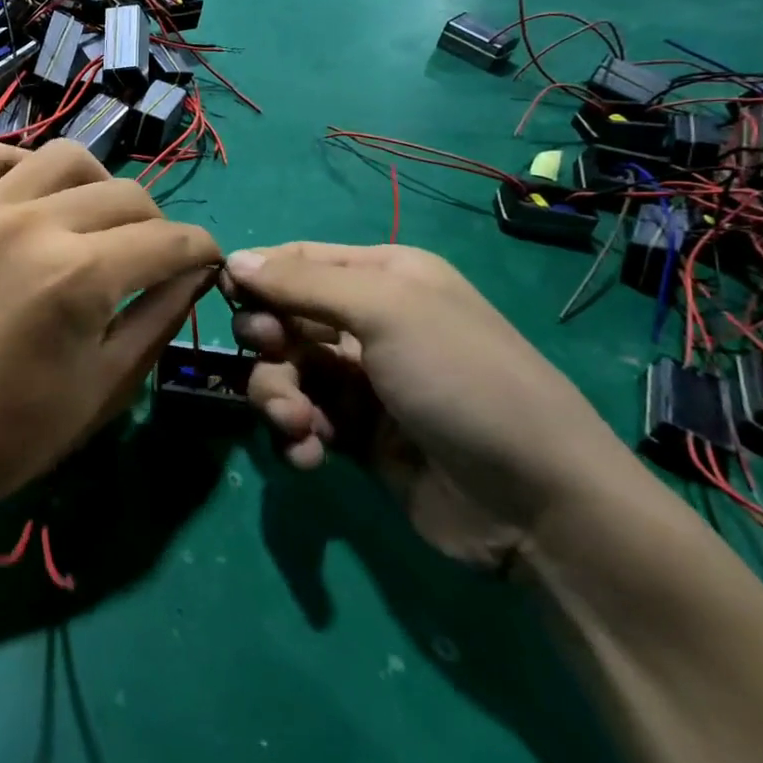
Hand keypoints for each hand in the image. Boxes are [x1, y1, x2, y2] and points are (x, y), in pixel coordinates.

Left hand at [0, 140, 219, 515]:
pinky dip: (25, 167)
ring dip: (99, 185)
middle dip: (158, 227)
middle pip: (125, 195)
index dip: (202, 251)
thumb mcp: (104, 388)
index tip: (208, 265)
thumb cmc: (10, 433)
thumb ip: (158, 319)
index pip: (168, 241)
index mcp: (79, 276)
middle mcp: (34, 224)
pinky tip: (35, 202)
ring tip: (98, 225)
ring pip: (65, 157)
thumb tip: (196, 273)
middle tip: (154, 261)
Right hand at [223, 243, 644, 568]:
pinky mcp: (356, 435)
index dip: (258, 276)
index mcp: (383, 277)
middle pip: (283, 317)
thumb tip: (233, 260)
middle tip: (273, 356)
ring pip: (285, 372)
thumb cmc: (460, 379)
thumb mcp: (386, 313)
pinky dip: (296, 435)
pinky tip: (310, 454)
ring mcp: (362, 382)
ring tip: (298, 424)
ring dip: (278, 396)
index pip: (298, 261)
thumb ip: (302, 284)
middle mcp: (369, 323)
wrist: (536, 503)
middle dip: (268, 341)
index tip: (227, 298)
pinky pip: (302, 420)